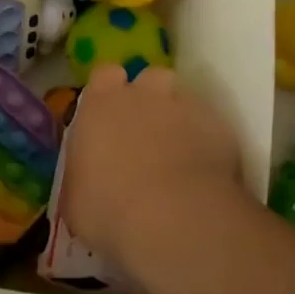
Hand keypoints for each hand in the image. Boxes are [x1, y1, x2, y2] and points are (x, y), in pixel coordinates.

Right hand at [59, 64, 244, 268]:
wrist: (173, 219)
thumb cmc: (108, 209)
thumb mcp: (76, 198)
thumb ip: (82, 173)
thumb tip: (88, 177)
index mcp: (100, 104)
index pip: (104, 74)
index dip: (109, 90)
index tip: (109, 114)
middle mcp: (143, 95)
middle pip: (149, 77)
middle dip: (149, 97)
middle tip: (145, 131)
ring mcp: (184, 107)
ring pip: (183, 98)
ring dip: (179, 116)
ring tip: (178, 148)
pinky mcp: (219, 128)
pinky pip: (211, 126)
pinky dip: (206, 141)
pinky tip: (203, 170)